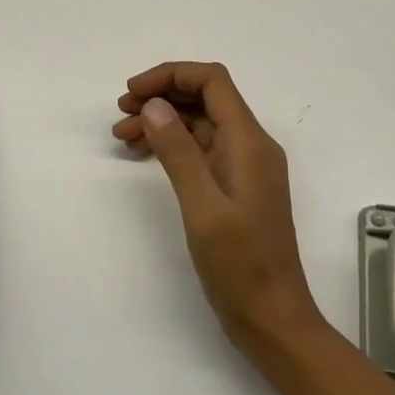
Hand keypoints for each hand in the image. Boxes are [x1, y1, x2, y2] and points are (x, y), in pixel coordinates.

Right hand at [114, 62, 325, 352]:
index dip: (170, 75)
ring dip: (163, 122)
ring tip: (122, 136)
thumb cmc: (240, 265)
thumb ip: (179, 152)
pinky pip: (203, 151)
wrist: (273, 318)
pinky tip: (145, 156)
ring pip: (201, 125)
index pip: (212, 82)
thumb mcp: (202, 207)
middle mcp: (251, 146)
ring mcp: (245, 168)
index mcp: (249, 141)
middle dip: (162, 96)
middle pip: (205, 99)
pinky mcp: (236, 188)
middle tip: (120, 112)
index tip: (132, 92)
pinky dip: (173, 146)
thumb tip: (155, 105)